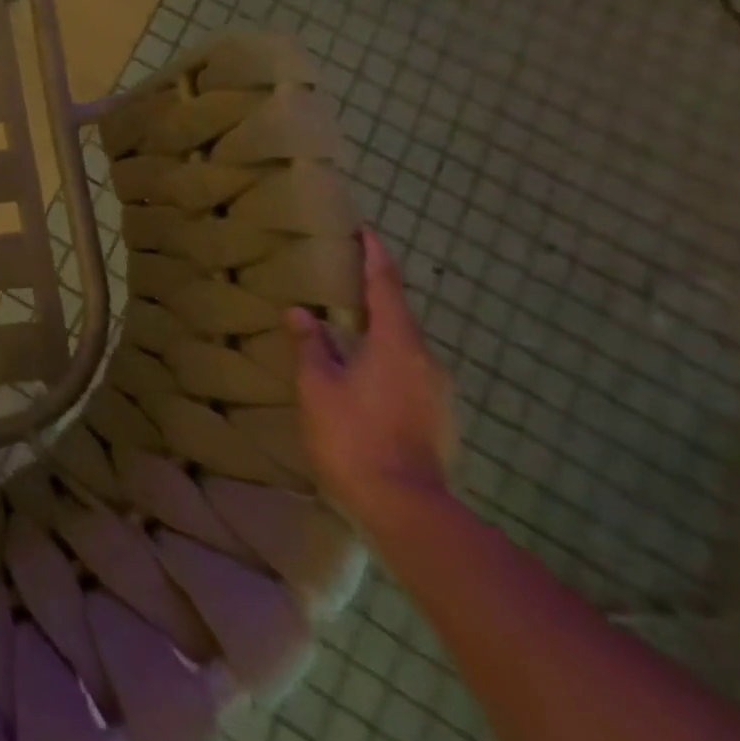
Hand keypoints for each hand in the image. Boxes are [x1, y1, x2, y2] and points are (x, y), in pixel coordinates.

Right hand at [289, 228, 456, 528]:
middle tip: (344, 282)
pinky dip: (384, 360)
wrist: (405, 507)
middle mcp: (426, 360)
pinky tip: (361, 373)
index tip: (368, 233)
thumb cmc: (353, 434)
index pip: (386, 287)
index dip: (376, 258)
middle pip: (399, 317)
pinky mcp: (438, 417)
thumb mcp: (317, 385)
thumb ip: (311, 344)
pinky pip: (407, 372)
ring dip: (378, 332)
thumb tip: (302, 312)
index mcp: (397, 344)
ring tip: (347, 329)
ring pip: (404, 347)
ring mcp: (438, 392)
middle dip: (374, 297)